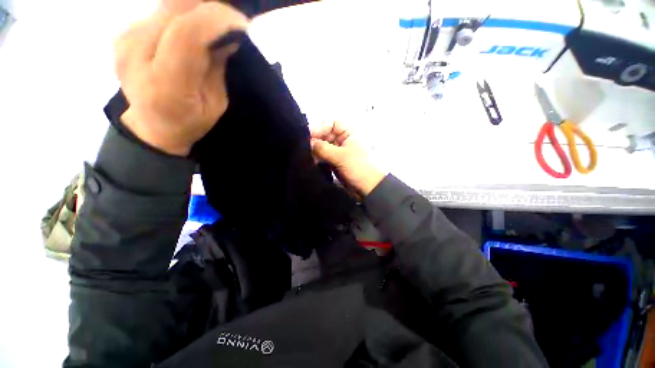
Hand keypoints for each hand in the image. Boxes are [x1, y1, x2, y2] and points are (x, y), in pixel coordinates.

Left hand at [115, 0, 248, 155]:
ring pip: (167, 5)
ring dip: (197, 10)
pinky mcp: (123, 33)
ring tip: (214, 26)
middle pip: (174, 9)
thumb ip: (217, 68)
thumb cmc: (189, 122)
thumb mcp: (215, 104)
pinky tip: (194, 29)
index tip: (241, 25)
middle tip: (231, 23)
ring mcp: (125, 40)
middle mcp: (136, 55)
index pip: (185, 34)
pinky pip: (160, 12)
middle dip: (210, 9)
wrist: (151, 126)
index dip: (216, 20)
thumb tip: (228, 37)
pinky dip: (183, 14)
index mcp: (165, 84)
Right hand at [310, 121, 384, 196]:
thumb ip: (323, 148)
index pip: (331, 122)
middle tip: (304, 147)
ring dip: (315, 150)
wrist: (367, 188)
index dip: (319, 127)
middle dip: (315, 139)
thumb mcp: (341, 156)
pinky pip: (323, 155)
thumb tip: (308, 143)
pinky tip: (310, 161)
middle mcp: (343, 139)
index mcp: (349, 132)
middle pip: (325, 134)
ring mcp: (338, 150)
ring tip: (307, 155)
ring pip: (322, 145)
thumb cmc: (358, 168)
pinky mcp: (334, 161)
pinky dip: (317, 158)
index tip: (308, 136)